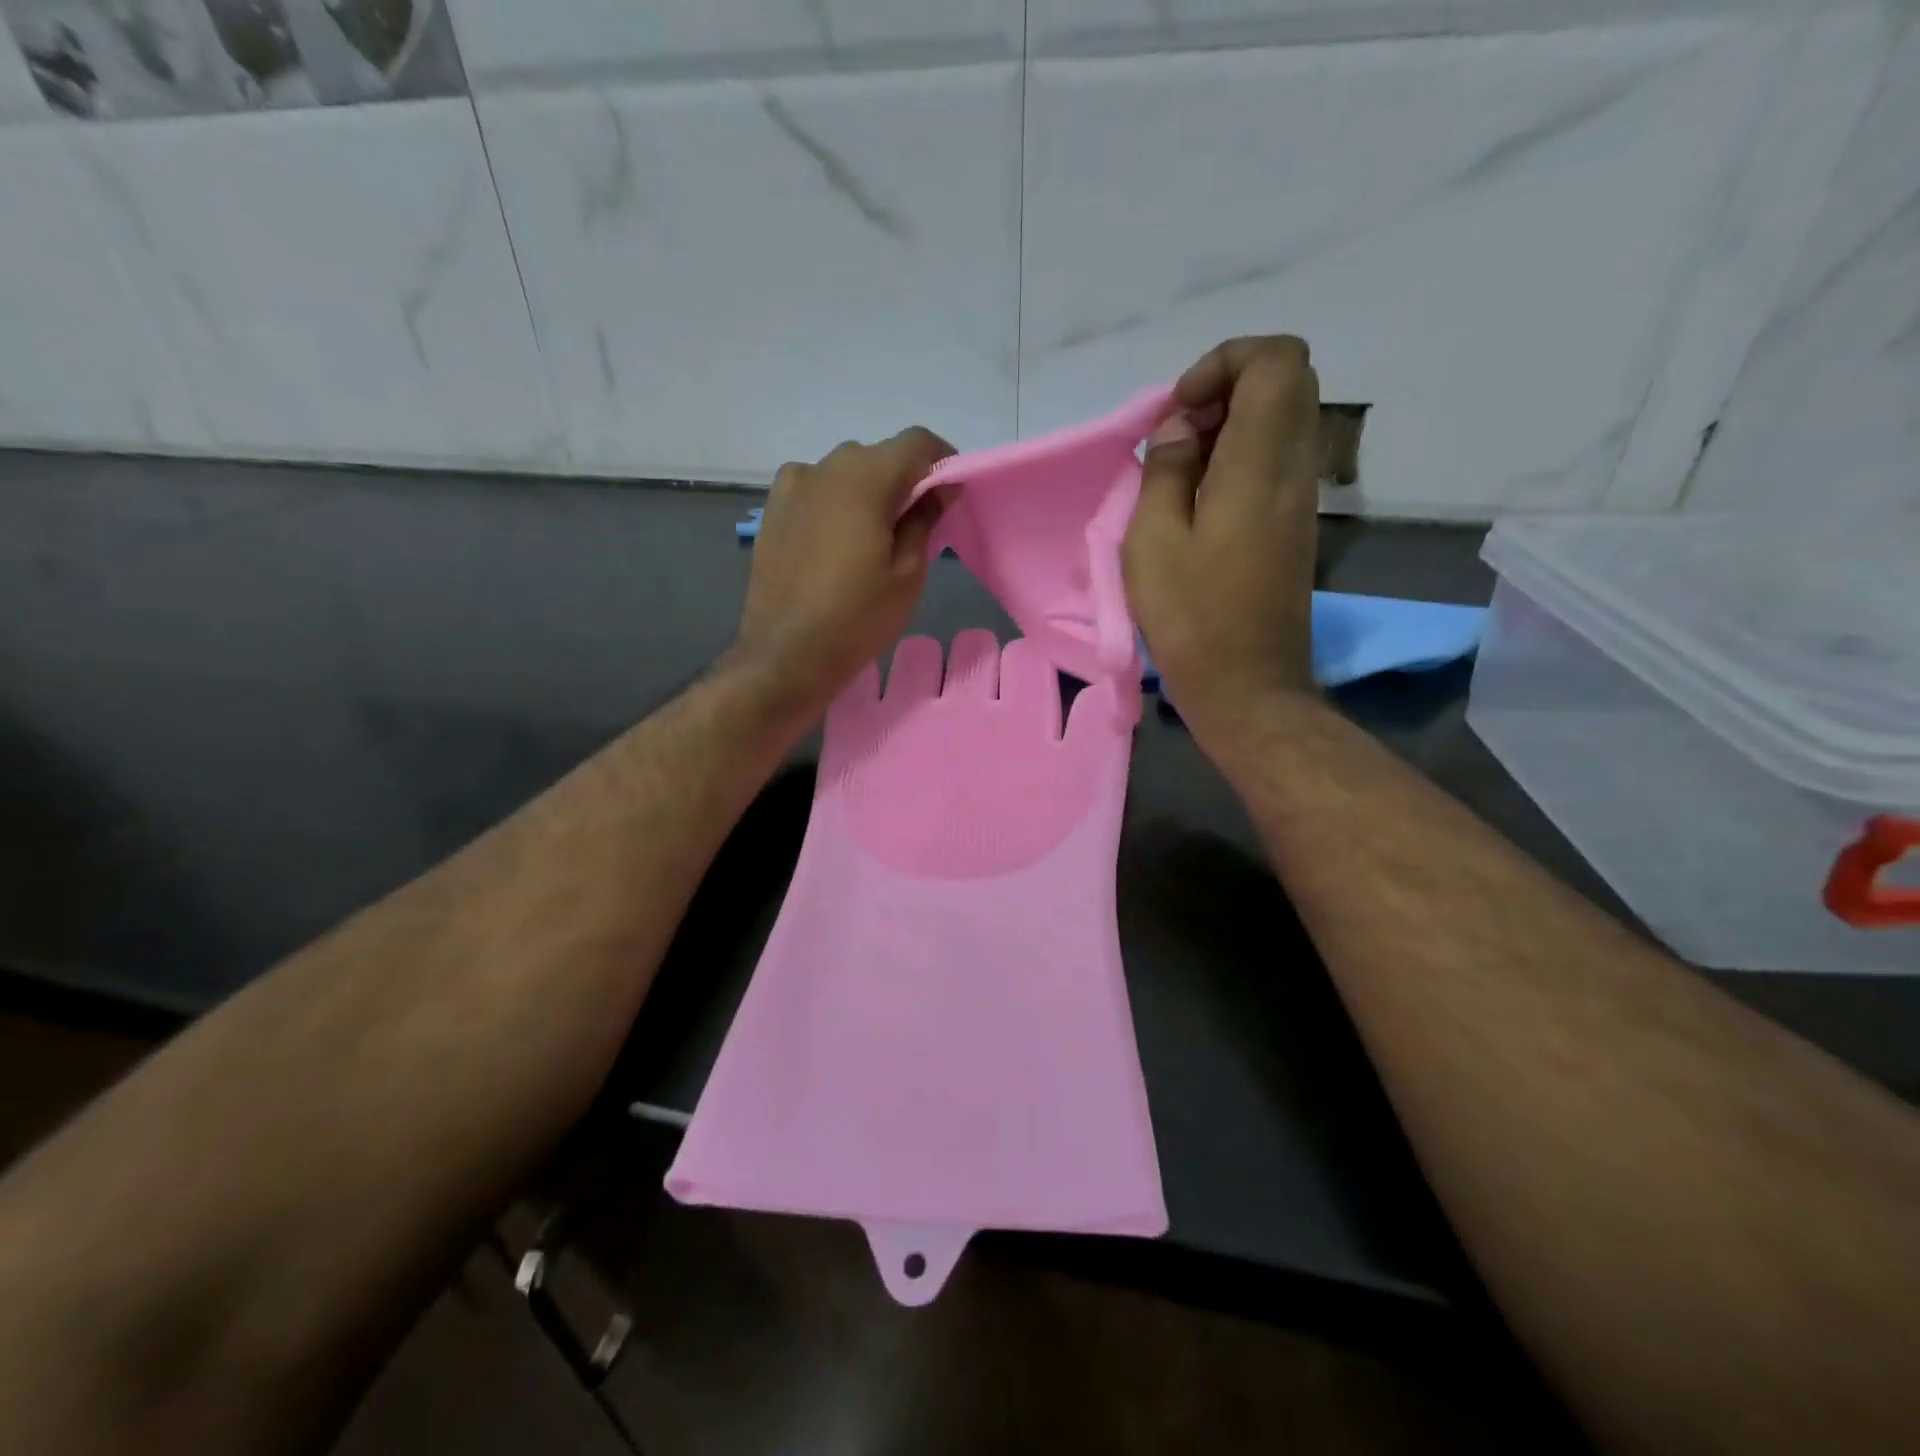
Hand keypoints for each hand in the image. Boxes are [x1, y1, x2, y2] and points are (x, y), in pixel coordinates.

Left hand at [734, 428, 953, 717]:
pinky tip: (836, 542)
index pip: (915, 442)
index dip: (941, 459)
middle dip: (902, 479)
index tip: (950, 490)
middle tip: (915, 523)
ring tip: (873, 537)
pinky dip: (835, 503)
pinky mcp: (773, 510)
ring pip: (843, 472)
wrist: (786, 655)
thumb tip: (940, 488)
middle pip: (877, 455)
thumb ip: (925, 520)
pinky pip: (815, 490)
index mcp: (865, 478)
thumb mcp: (908, 574)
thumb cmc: (858, 619)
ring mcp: (792, 487)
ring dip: (866, 491)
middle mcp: (825, 468)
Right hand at [1122, 336, 1321, 752]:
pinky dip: (1235, 463)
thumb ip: (1165, 470)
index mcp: (1260, 462)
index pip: (1276, 359)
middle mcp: (1294, 469)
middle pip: (1284, 384)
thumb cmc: (1191, 615)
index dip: (1224, 363)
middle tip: (1175, 439)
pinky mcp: (1294, 527)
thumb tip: (1180, 429)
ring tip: (1176, 476)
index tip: (1180, 410)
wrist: (1246, 685)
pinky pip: (1273, 464)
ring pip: (1279, 424)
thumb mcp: (1153, 539)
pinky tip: (1195, 507)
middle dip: (1223, 392)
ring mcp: (1300, 499)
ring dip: (1226, 431)